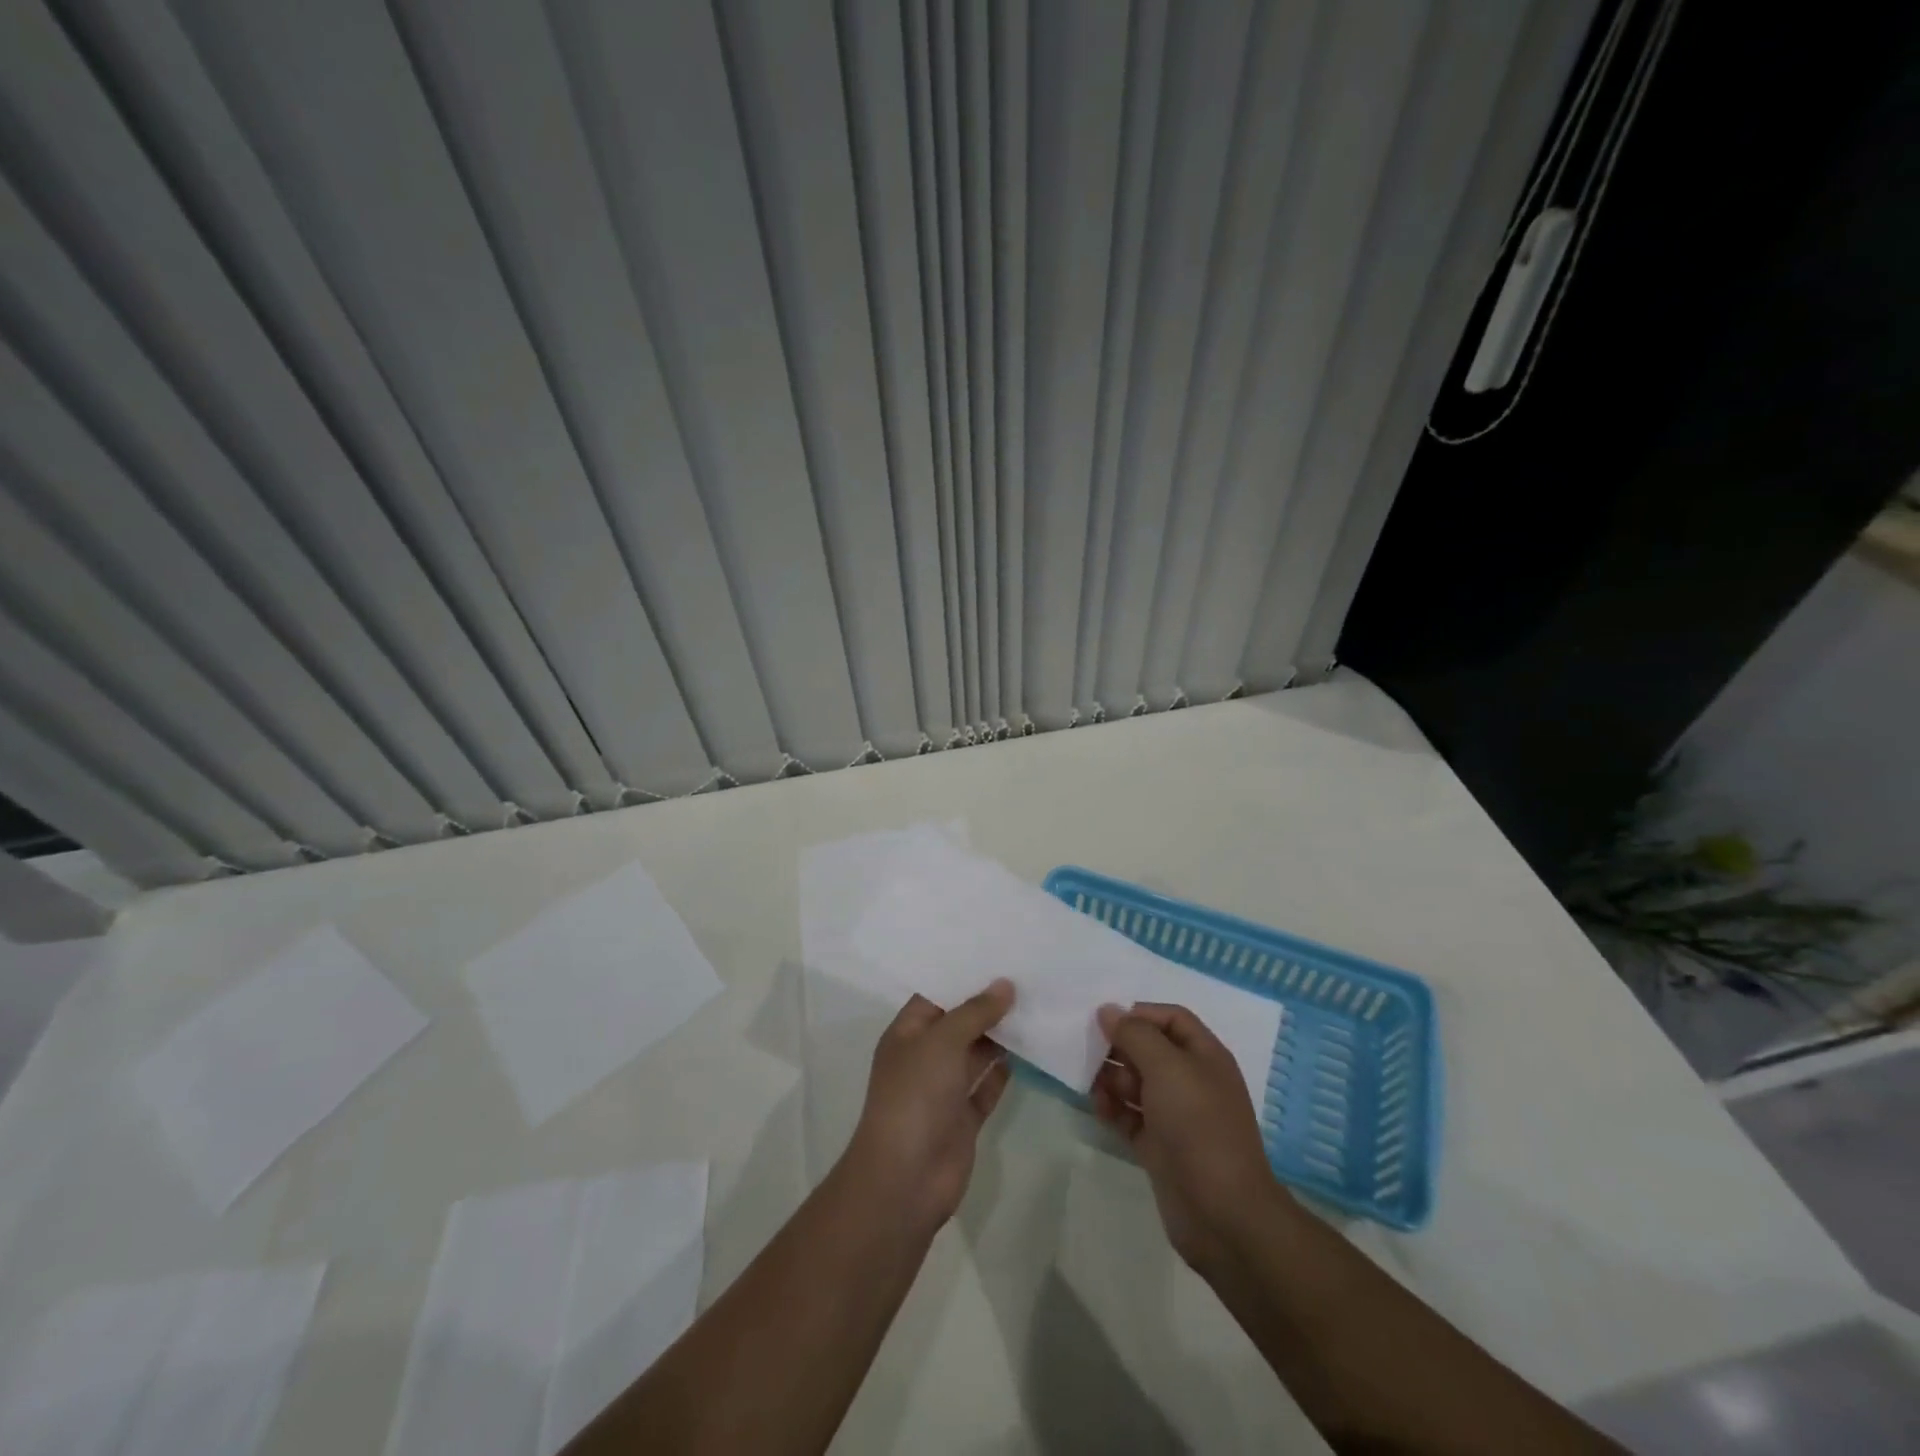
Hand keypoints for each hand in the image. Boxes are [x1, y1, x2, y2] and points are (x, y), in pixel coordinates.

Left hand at [843, 980, 1015, 1234]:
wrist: (906, 1179)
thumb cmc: (915, 1096)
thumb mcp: (942, 1041)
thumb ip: (975, 1012)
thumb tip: (1005, 984)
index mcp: (907, 1033)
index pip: (936, 995)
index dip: (963, 976)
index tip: (998, 954)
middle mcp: (924, 1057)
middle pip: (959, 1022)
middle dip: (988, 1004)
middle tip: (1027, 975)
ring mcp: (944, 1089)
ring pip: (976, 1053)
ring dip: (1001, 1035)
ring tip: (1036, 1004)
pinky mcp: (964, 1117)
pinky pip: (987, 1085)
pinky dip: (1005, 1070)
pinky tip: (1032, 1049)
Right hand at [1092, 1002, 1287, 1271]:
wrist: (1222, 1213)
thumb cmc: (1198, 1125)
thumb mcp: (1166, 1067)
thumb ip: (1135, 1034)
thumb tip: (1109, 1010)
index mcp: (1205, 1055)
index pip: (1171, 1018)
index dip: (1139, 1013)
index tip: (1105, 1020)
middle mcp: (1191, 1081)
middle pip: (1149, 1049)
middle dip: (1119, 1047)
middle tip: (1089, 1051)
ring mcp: (1175, 1116)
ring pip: (1136, 1083)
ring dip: (1111, 1078)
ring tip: (1090, 1083)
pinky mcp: (1160, 1146)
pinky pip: (1130, 1115)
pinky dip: (1113, 1108)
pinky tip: (1098, 1108)